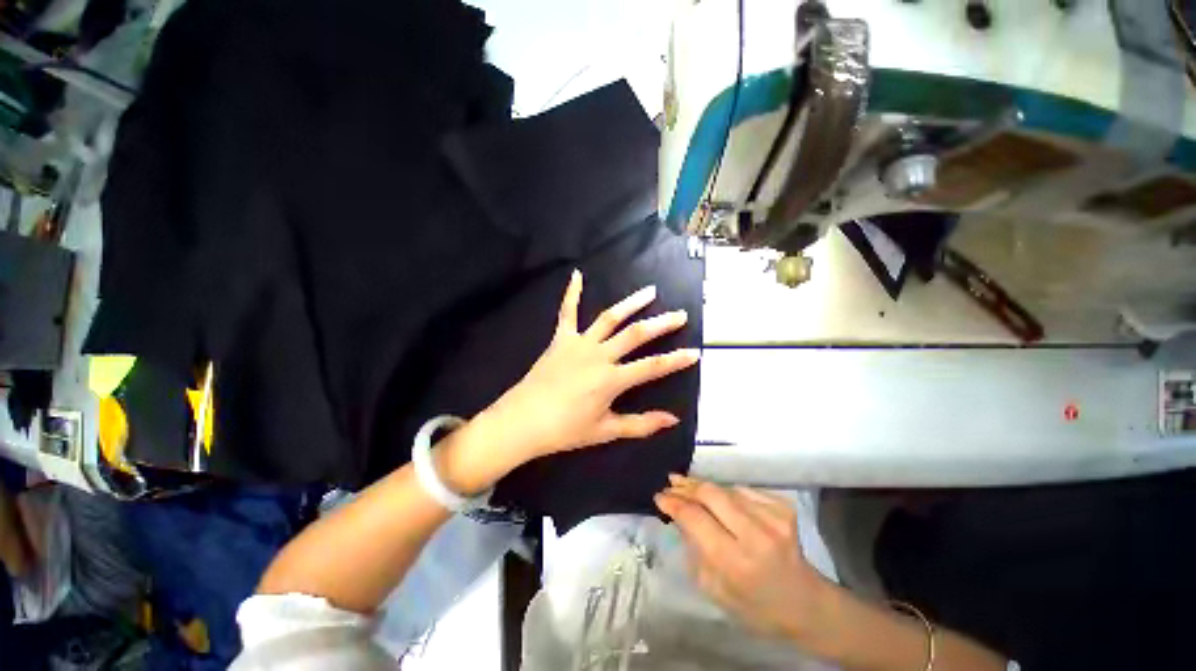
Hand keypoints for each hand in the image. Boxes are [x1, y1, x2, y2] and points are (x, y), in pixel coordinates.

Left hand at [476, 269, 699, 464]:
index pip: (652, 367)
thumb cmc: (565, 429)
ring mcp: (579, 343)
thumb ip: (641, 424)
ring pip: (609, 318)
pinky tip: (577, 275)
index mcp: (612, 379)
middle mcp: (599, 355)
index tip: (694, 352)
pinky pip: (567, 312)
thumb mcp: (606, 431)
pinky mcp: (560, 339)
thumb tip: (673, 420)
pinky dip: (572, 293)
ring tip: (650, 291)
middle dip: (661, 324)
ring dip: (631, 303)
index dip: (675, 360)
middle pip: (636, 334)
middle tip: (680, 314)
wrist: (523, 421)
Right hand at [655, 476, 835, 642]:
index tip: (659, 496)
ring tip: (687, 484)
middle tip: (671, 482)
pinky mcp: (783, 507)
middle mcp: (755, 534)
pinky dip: (726, 492)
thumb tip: (678, 516)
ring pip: (725, 488)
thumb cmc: (756, 606)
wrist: (806, 603)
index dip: (673, 502)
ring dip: (703, 486)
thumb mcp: (715, 590)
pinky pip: (743, 490)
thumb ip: (694, 550)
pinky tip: (719, 498)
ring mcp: (772, 517)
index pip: (694, 517)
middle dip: (686, 486)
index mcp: (735, 561)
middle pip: (709, 493)